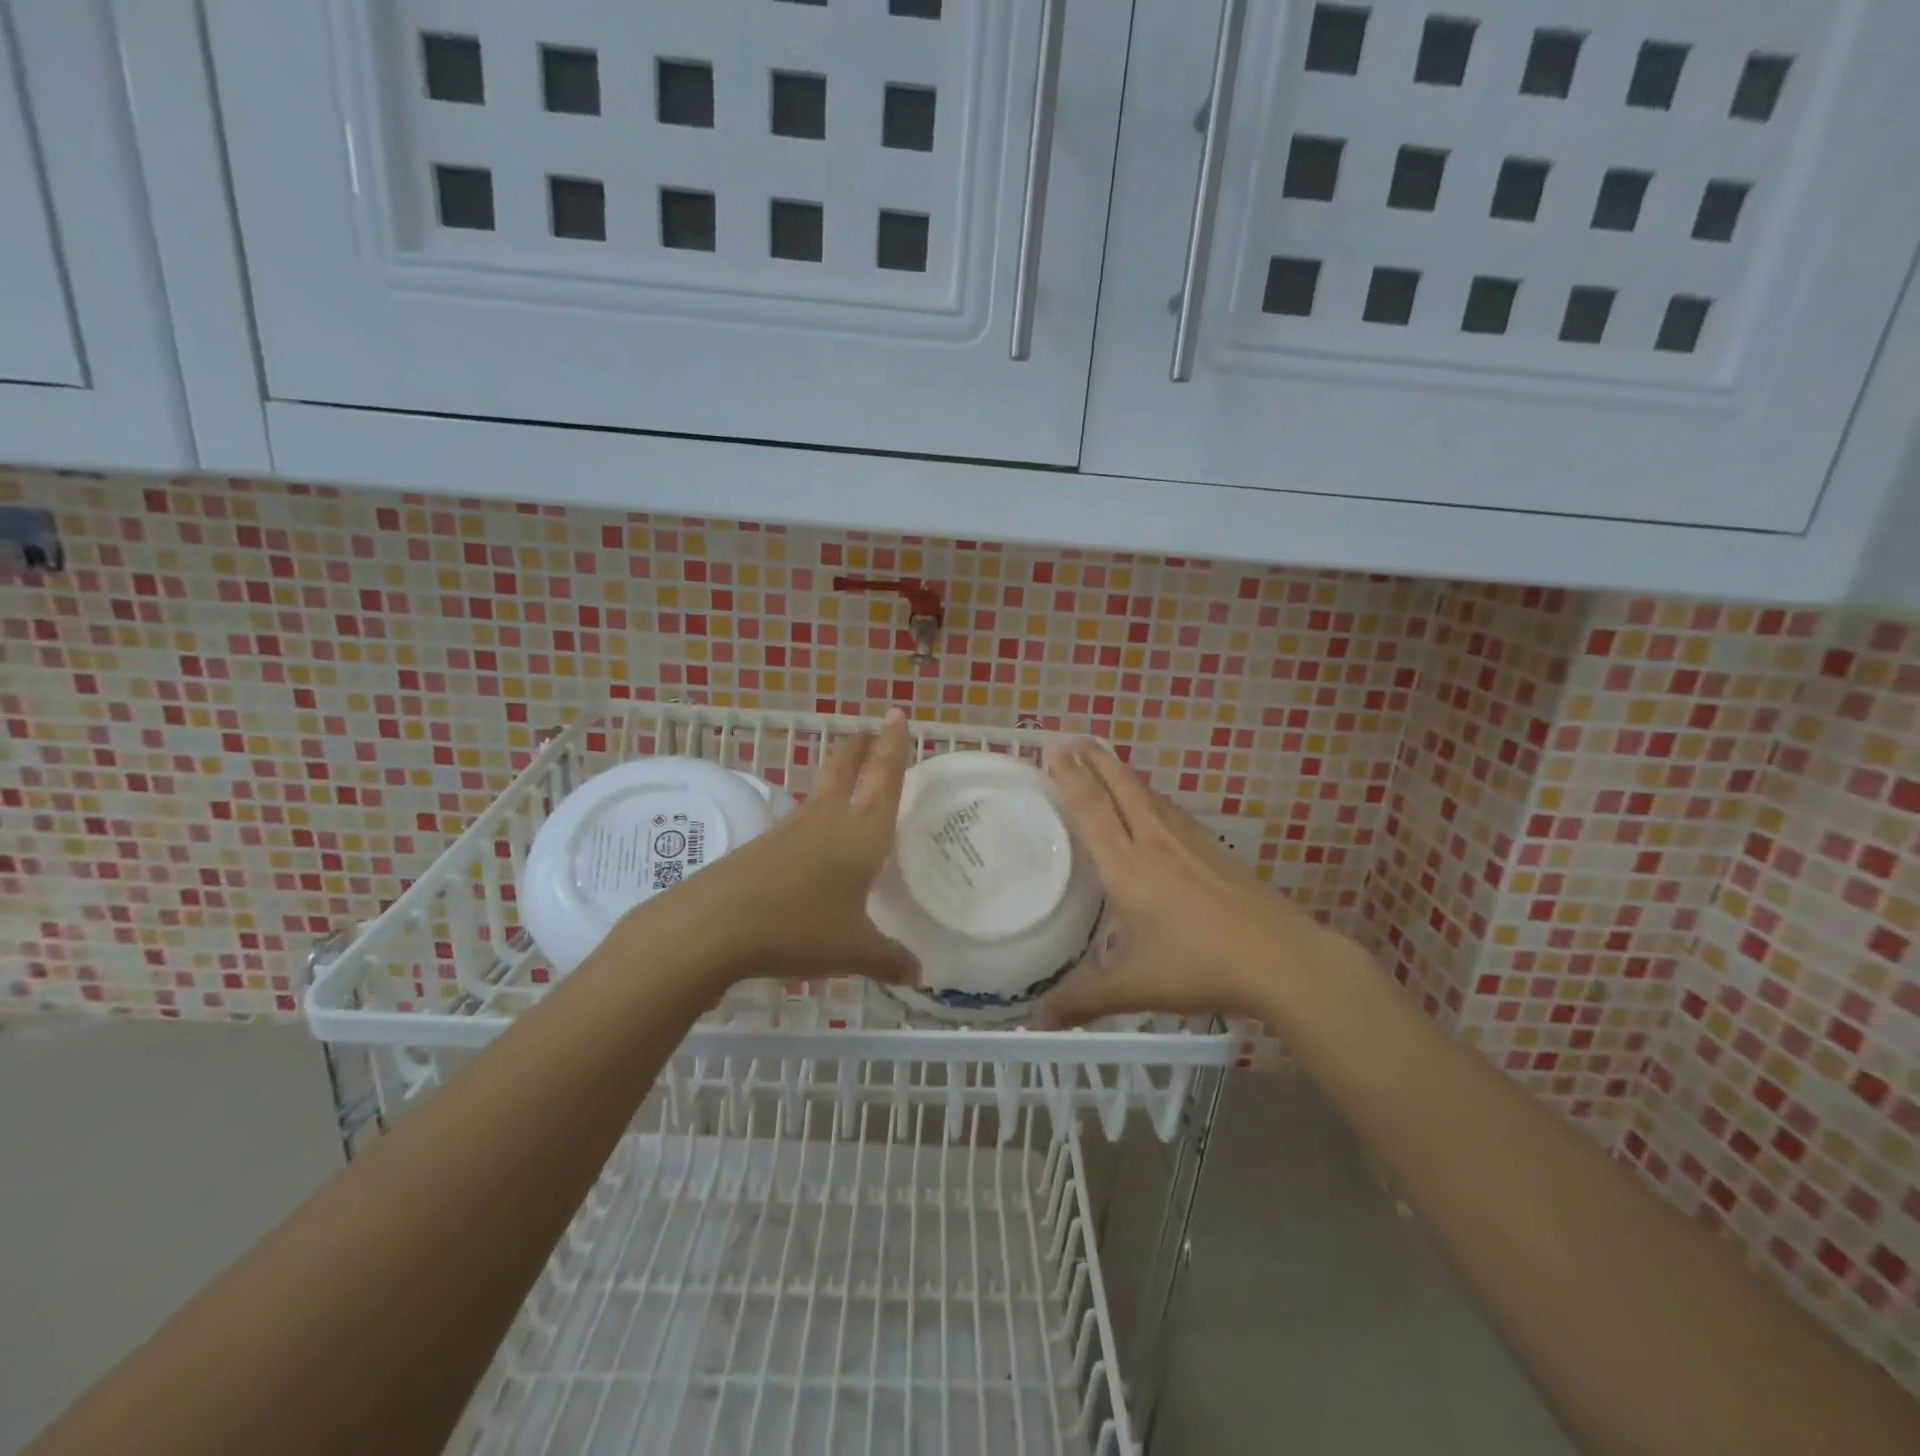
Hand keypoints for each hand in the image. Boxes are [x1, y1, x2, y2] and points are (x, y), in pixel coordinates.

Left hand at [690, 709, 919, 987]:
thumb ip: (888, 959)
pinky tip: (814, 836)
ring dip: (838, 774)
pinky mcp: (764, 845)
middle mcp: (828, 820)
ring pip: (821, 791)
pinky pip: (801, 820)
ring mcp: (792, 830)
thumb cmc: (799, 928)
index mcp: (861, 833)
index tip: (897, 715)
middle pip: (847, 770)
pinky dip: (816, 814)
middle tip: (873, 729)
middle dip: (863, 748)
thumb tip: (919, 975)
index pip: (884, 779)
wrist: (715, 926)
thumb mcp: (853, 950)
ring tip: (849, 775)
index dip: (894, 747)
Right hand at [1033, 739, 1359, 1027]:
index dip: (1071, 779)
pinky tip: (1158, 806)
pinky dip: (1153, 797)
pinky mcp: (1216, 851)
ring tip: (1107, 761)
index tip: (1054, 750)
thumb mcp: (1134, 987)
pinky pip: (1173, 812)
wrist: (1281, 958)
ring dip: (1124, 774)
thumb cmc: (1199, 966)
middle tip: (1074, 738)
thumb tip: (1032, 1024)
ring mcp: (1190, 843)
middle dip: (1095, 761)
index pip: (1092, 811)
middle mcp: (1155, 843)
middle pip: (1121, 789)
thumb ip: (1082, 1001)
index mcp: (1128, 867)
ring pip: (1149, 796)